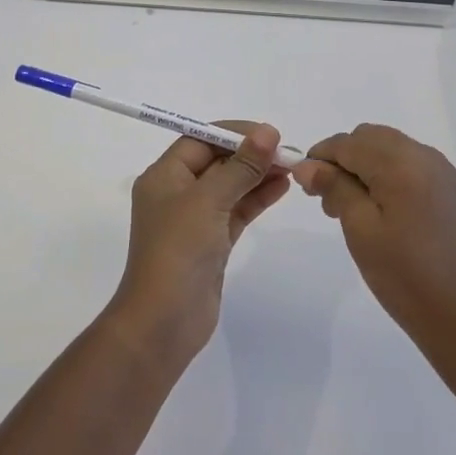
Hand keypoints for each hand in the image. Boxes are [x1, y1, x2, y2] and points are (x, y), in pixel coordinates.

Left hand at [109, 123, 289, 363]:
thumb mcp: (209, 200)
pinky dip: (257, 198)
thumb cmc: (178, 250)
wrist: (163, 322)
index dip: (234, 133)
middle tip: (288, 152)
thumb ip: (241, 166)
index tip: (269, 133)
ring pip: (230, 187)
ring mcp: (194, 220)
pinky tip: (282, 187)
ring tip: (292, 167)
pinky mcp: (211, 243)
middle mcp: (176, 193)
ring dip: (258, 175)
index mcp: (164, 176)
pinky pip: (237, 211)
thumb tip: (267, 132)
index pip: (200, 140)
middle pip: (217, 161)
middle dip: (250, 154)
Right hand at [292, 125, 455, 362]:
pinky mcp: (453, 189)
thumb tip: (306, 165)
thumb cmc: (404, 277)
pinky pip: (412, 163)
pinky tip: (383, 208)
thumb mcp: (360, 230)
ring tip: (352, 207)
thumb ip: (334, 188)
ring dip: (365, 164)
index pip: (348, 143)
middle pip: (370, 137)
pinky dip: (389, 173)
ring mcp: (443, 172)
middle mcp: (425, 156)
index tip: (304, 183)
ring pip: (391, 147)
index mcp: (401, 164)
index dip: (320, 157)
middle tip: (328, 198)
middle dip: (344, 158)